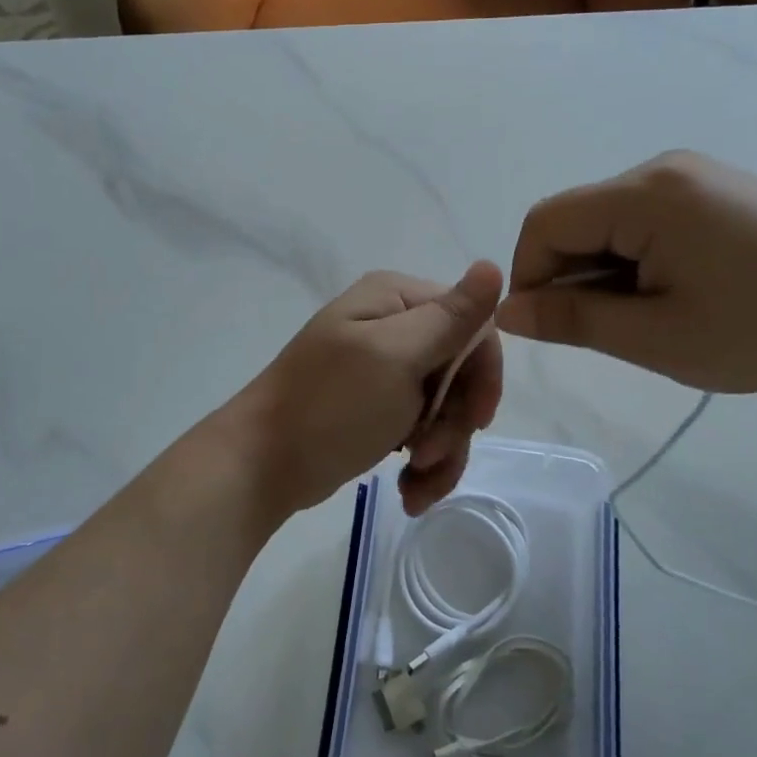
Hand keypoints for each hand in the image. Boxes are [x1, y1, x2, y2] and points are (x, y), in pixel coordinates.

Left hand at [238, 263, 504, 515]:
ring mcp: (386, 371)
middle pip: (463, 373)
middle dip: (455, 423)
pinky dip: (425, 465)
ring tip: (414, 487)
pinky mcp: (380, 410)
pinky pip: (424, 432)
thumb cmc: (330, 406)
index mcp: (396, 300)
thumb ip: (450, 317)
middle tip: (429, 453)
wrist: (263, 465)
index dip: (482, 374)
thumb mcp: (395, 357)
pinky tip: (410, 491)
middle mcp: (394, 327)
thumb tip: (493, 264)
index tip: (476, 418)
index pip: (472, 325)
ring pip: (448, 410)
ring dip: (442, 453)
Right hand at [494, 152, 756, 394]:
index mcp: (644, 194)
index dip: (529, 274)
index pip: (545, 222)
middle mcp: (663, 169)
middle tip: (610, 330)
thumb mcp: (655, 336)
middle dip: (573, 275)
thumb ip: (572, 319)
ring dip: (606, 270)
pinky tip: (677, 294)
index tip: (550, 326)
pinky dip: (637, 258)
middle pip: (577, 218)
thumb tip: (507, 311)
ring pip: (610, 222)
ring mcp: (695, 175)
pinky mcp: (717, 191)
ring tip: (652, 317)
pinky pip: (646, 219)